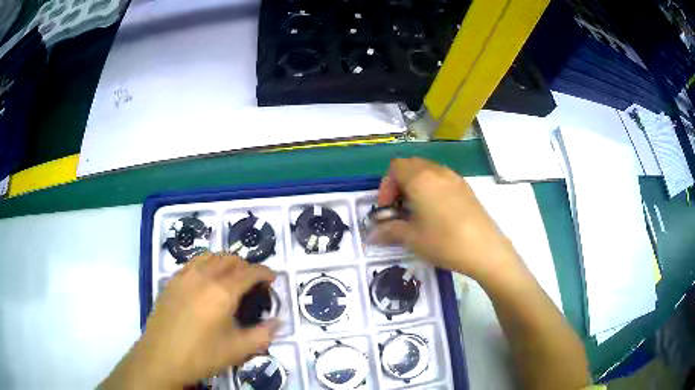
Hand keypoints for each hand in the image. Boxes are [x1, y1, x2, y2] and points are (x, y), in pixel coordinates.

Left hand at [101, 253, 277, 389]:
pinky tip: (206, 280)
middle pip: (230, 259)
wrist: (162, 357)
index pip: (249, 272)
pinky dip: (207, 264)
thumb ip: (263, 334)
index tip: (273, 278)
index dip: (264, 272)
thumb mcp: (238, 350)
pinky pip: (194, 263)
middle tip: (253, 281)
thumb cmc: (202, 355)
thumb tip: (278, 322)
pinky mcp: (172, 280)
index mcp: (222, 292)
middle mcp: (204, 276)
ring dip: (226, 261)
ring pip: (210, 256)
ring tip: (231, 277)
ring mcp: (184, 276)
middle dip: (246, 266)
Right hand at [374, 158, 522, 284]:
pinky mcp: (466, 187)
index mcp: (420, 179)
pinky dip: (432, 187)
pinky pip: (442, 178)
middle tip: (400, 208)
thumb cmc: (444, 241)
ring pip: (427, 170)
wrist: (485, 249)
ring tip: (417, 210)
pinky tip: (436, 212)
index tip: (389, 208)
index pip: (395, 167)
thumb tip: (373, 234)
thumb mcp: (412, 238)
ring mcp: (454, 177)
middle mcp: (437, 171)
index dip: (386, 186)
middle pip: (411, 165)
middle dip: (399, 183)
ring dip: (416, 184)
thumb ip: (390, 230)